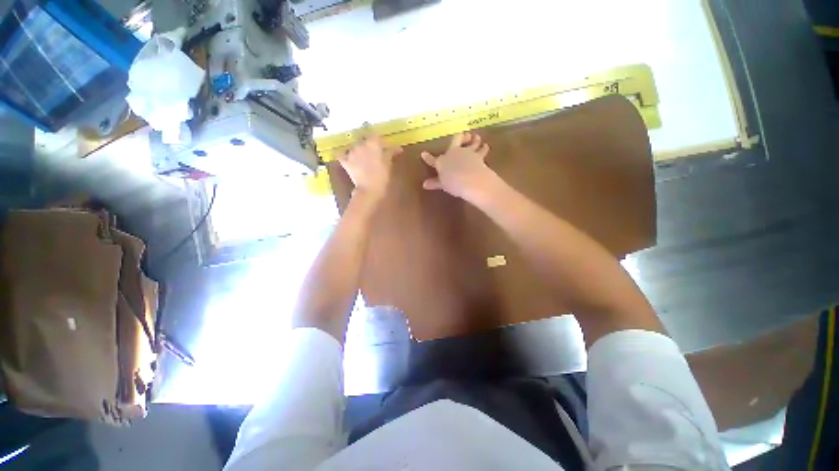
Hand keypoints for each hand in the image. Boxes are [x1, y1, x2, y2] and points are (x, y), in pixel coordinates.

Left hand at [339, 136, 402, 201]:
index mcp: (372, 143)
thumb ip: (391, 152)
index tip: (381, 144)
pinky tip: (349, 159)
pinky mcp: (345, 161)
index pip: (375, 135)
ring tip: (363, 158)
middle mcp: (360, 144)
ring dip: (358, 150)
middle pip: (363, 140)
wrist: (369, 189)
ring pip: (354, 147)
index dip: (378, 139)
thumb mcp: (388, 163)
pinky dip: (345, 156)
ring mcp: (351, 153)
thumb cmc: (382, 176)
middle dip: (368, 144)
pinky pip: (343, 155)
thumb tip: (398, 148)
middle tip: (373, 152)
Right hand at [420, 132, 496, 201]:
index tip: (423, 154)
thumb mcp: (443, 185)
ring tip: (477, 137)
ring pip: (471, 142)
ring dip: (474, 140)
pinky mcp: (479, 155)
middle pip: (456, 140)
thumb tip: (424, 184)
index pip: (432, 160)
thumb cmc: (453, 183)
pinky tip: (485, 146)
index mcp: (442, 161)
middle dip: (459, 137)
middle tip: (464, 135)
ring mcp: (467, 152)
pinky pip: (482, 150)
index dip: (427, 158)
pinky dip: (484, 148)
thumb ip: (435, 183)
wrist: (469, 180)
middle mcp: (454, 153)